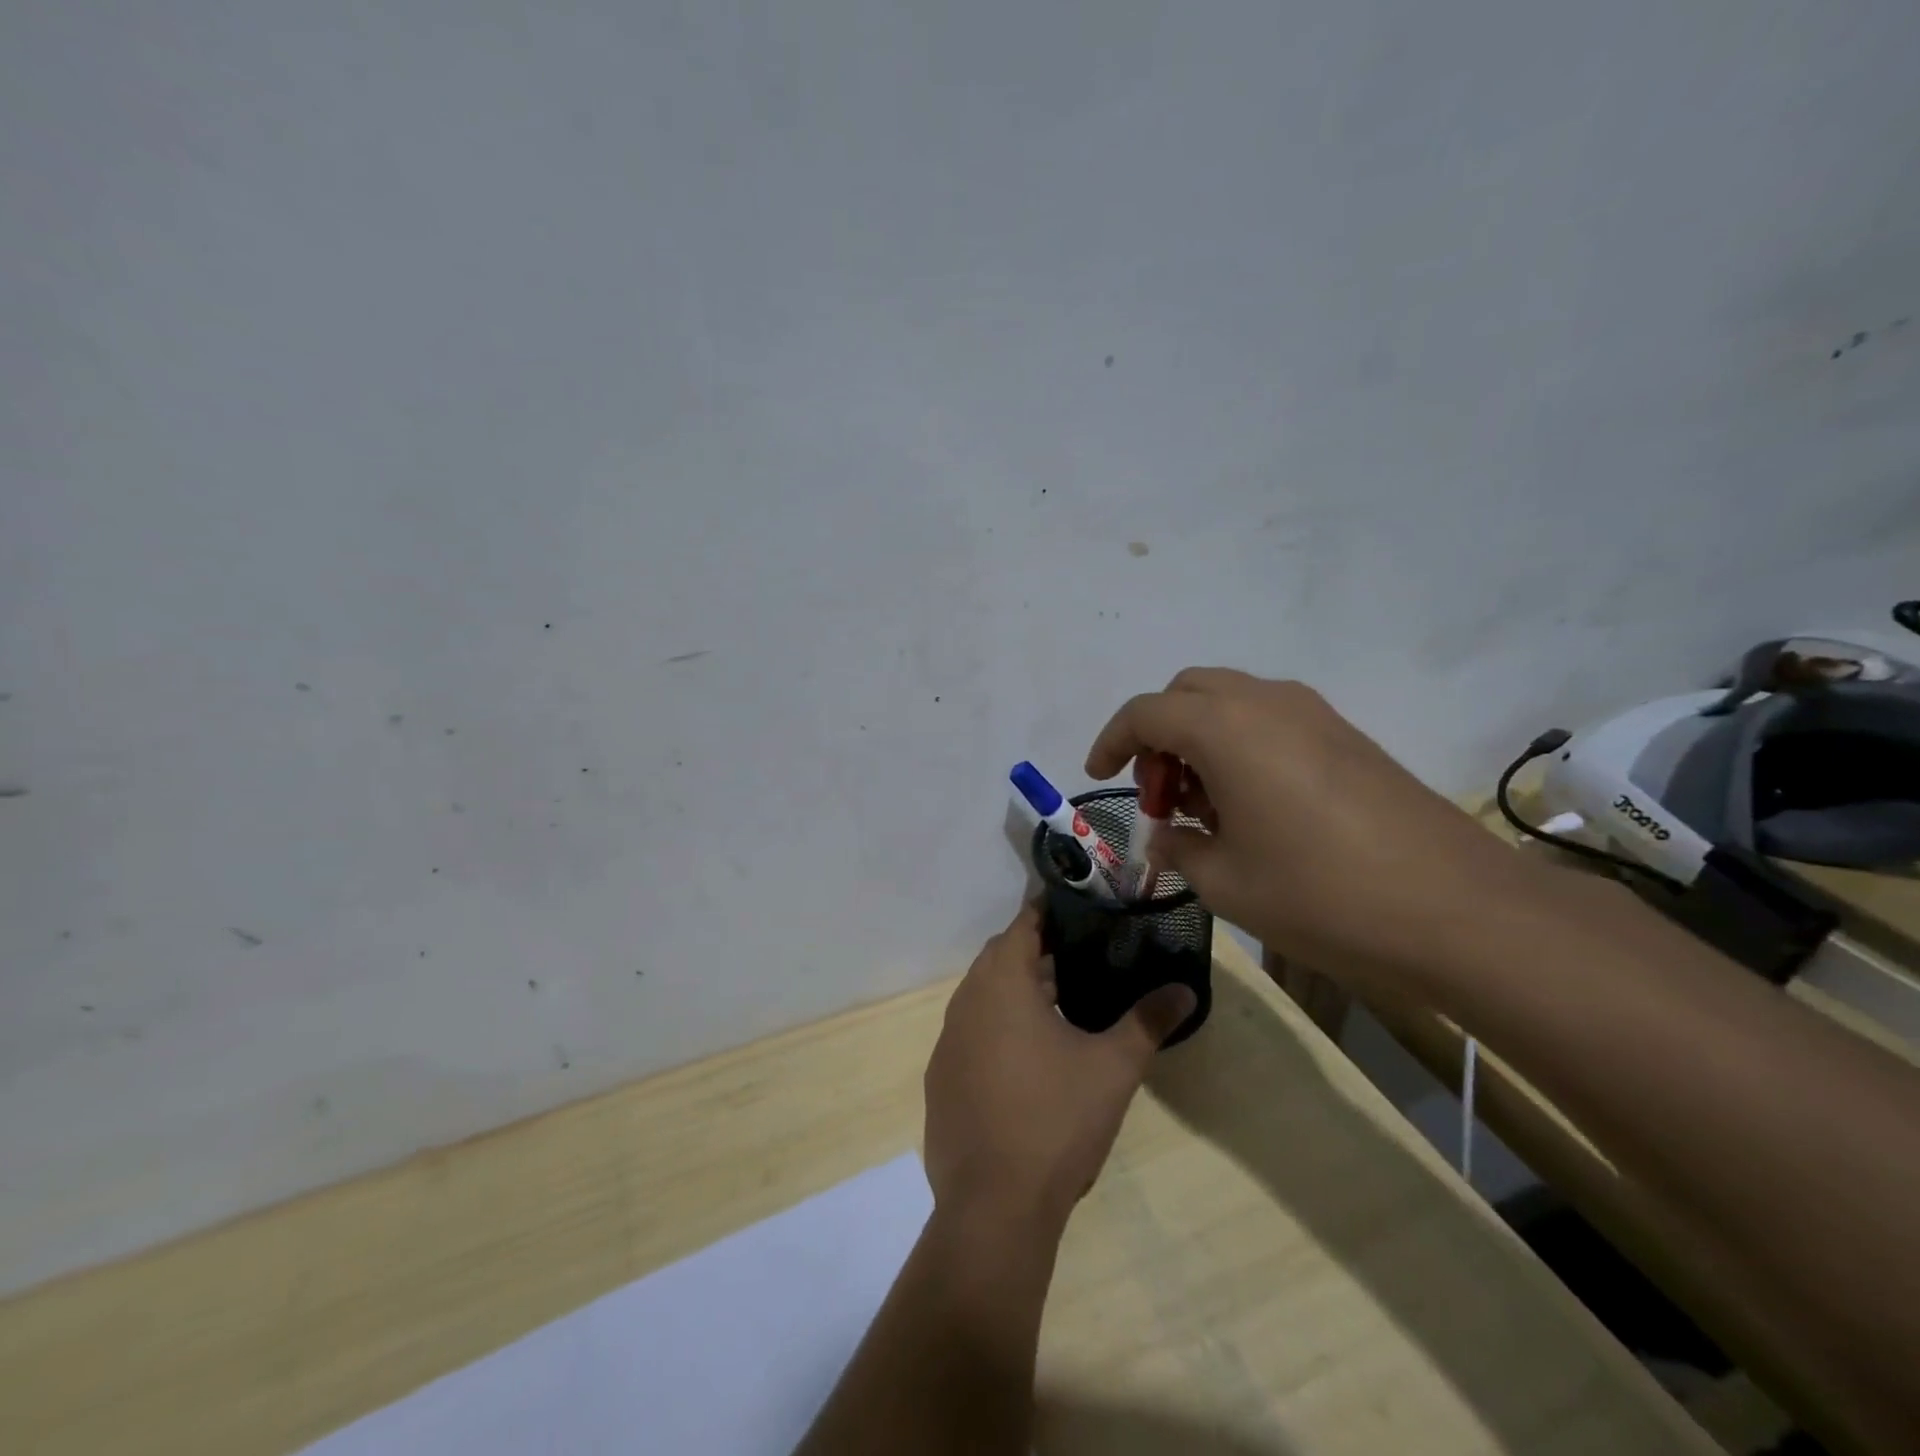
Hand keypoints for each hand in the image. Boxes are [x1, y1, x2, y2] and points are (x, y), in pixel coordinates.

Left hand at [923, 907, 1195, 1231]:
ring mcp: (948, 1041)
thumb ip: (1148, 1021)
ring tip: (1061, 1002)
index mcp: (1001, 984)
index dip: (1049, 912)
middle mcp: (966, 1001)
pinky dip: (997, 1027)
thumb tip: (1185, 988)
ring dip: (1017, 990)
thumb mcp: (1113, 1068)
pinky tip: (1027, 1058)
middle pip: (1001, 957)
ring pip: (984, 995)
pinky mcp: (941, 1078)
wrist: (993, 1208)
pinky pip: (971, 1033)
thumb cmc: (1055, 1122)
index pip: (1023, 925)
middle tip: (1081, 955)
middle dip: (1037, 950)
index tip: (1080, 909)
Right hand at [1087, 669, 1540, 992]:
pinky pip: (1270, 719)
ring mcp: (1313, 714)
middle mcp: (1265, 703)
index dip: (1111, 741)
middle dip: (1158, 736)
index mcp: (1224, 728)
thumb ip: (1179, 848)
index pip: (1145, 713)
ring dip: (1200, 738)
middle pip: (1187, 693)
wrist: (1456, 908)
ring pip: (1230, 701)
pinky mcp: (1346, 736)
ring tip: (1205, 806)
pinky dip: (1240, 744)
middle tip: (1160, 795)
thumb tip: (1169, 835)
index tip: (1098, 776)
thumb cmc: (1320, 893)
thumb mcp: (1225, 882)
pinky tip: (1254, 805)